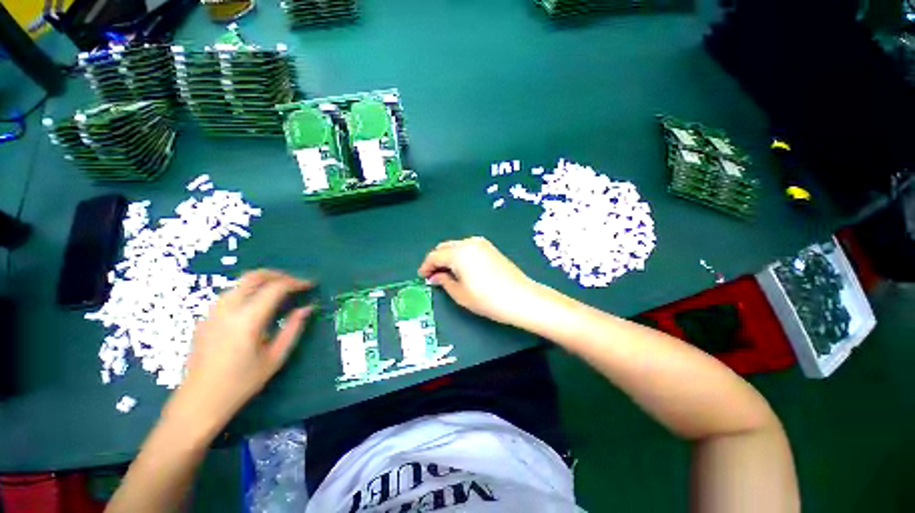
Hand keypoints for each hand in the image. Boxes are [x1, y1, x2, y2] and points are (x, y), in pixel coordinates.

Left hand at [170, 270, 314, 428]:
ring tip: (280, 292)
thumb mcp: (275, 357)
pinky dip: (249, 291)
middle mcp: (227, 309)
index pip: (276, 288)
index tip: (311, 285)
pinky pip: (230, 294)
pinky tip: (257, 305)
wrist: (199, 402)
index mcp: (247, 320)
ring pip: (240, 282)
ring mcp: (213, 312)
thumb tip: (308, 308)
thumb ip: (293, 328)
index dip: (296, 282)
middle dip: (279, 274)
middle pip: (254, 276)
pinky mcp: (206, 318)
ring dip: (263, 281)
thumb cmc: (241, 383)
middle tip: (295, 283)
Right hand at [418, 237, 539, 325]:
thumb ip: (444, 281)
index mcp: (458, 253)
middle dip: (436, 260)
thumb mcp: (460, 294)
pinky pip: (468, 248)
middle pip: (445, 247)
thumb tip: (435, 276)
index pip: (435, 255)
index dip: (426, 266)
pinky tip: (461, 269)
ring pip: (456, 246)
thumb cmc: (487, 299)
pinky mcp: (490, 248)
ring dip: (448, 257)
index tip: (422, 276)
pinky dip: (460, 256)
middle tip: (433, 275)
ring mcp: (481, 244)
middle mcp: (469, 243)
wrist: (521, 297)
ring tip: (447, 273)